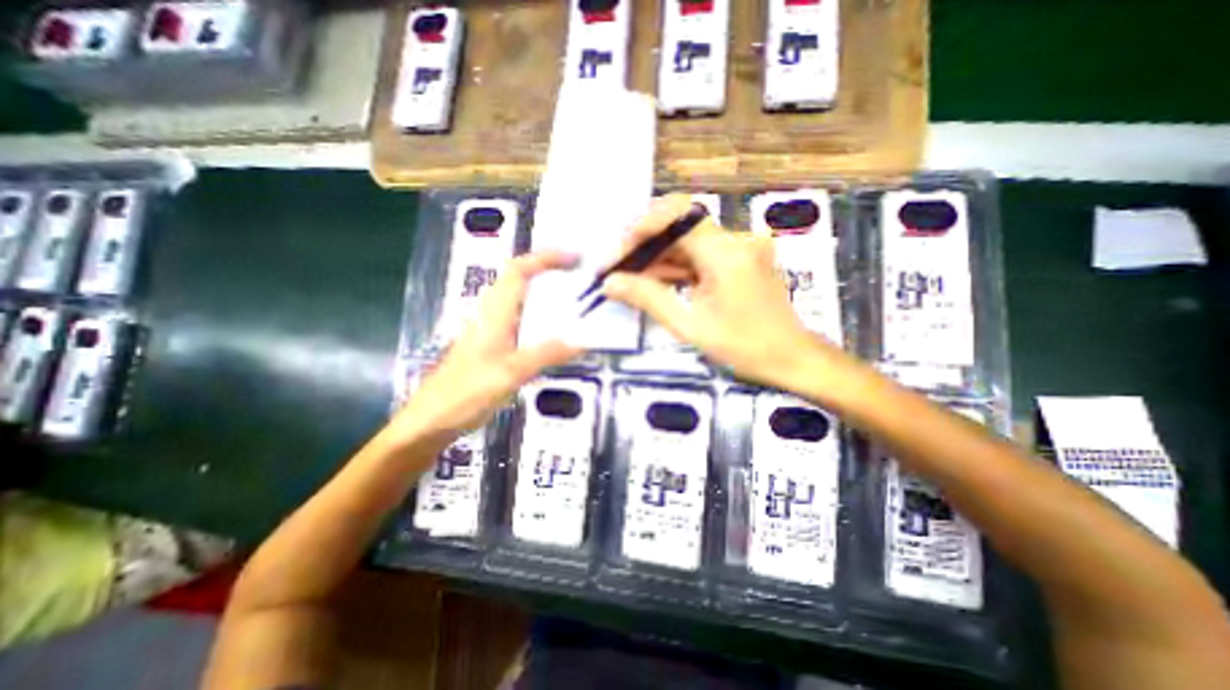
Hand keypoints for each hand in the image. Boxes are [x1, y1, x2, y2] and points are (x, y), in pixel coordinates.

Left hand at [393, 249, 585, 438]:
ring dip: (544, 289)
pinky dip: (539, 313)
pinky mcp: (491, 344)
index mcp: (494, 313)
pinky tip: (553, 329)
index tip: (575, 257)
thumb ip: (546, 354)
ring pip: (518, 297)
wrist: (430, 421)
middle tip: (580, 275)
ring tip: (573, 296)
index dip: (546, 257)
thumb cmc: (465, 394)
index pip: (519, 270)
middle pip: (518, 277)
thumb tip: (583, 340)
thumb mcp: (509, 374)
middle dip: (548, 268)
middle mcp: (491, 314)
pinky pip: (519, 318)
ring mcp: (490, 329)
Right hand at [601, 195, 851, 391]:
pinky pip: (700, 256)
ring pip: (687, 243)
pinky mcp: (740, 260)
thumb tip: (610, 283)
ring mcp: (739, 248)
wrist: (792, 359)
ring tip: (628, 280)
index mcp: (725, 252)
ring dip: (657, 259)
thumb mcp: (690, 326)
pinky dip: (676, 268)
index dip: (640, 228)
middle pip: (678, 228)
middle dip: (643, 247)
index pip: (675, 216)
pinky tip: (655, 283)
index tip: (616, 254)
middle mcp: (734, 239)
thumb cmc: (744, 348)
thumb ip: (648, 299)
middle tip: (615, 270)